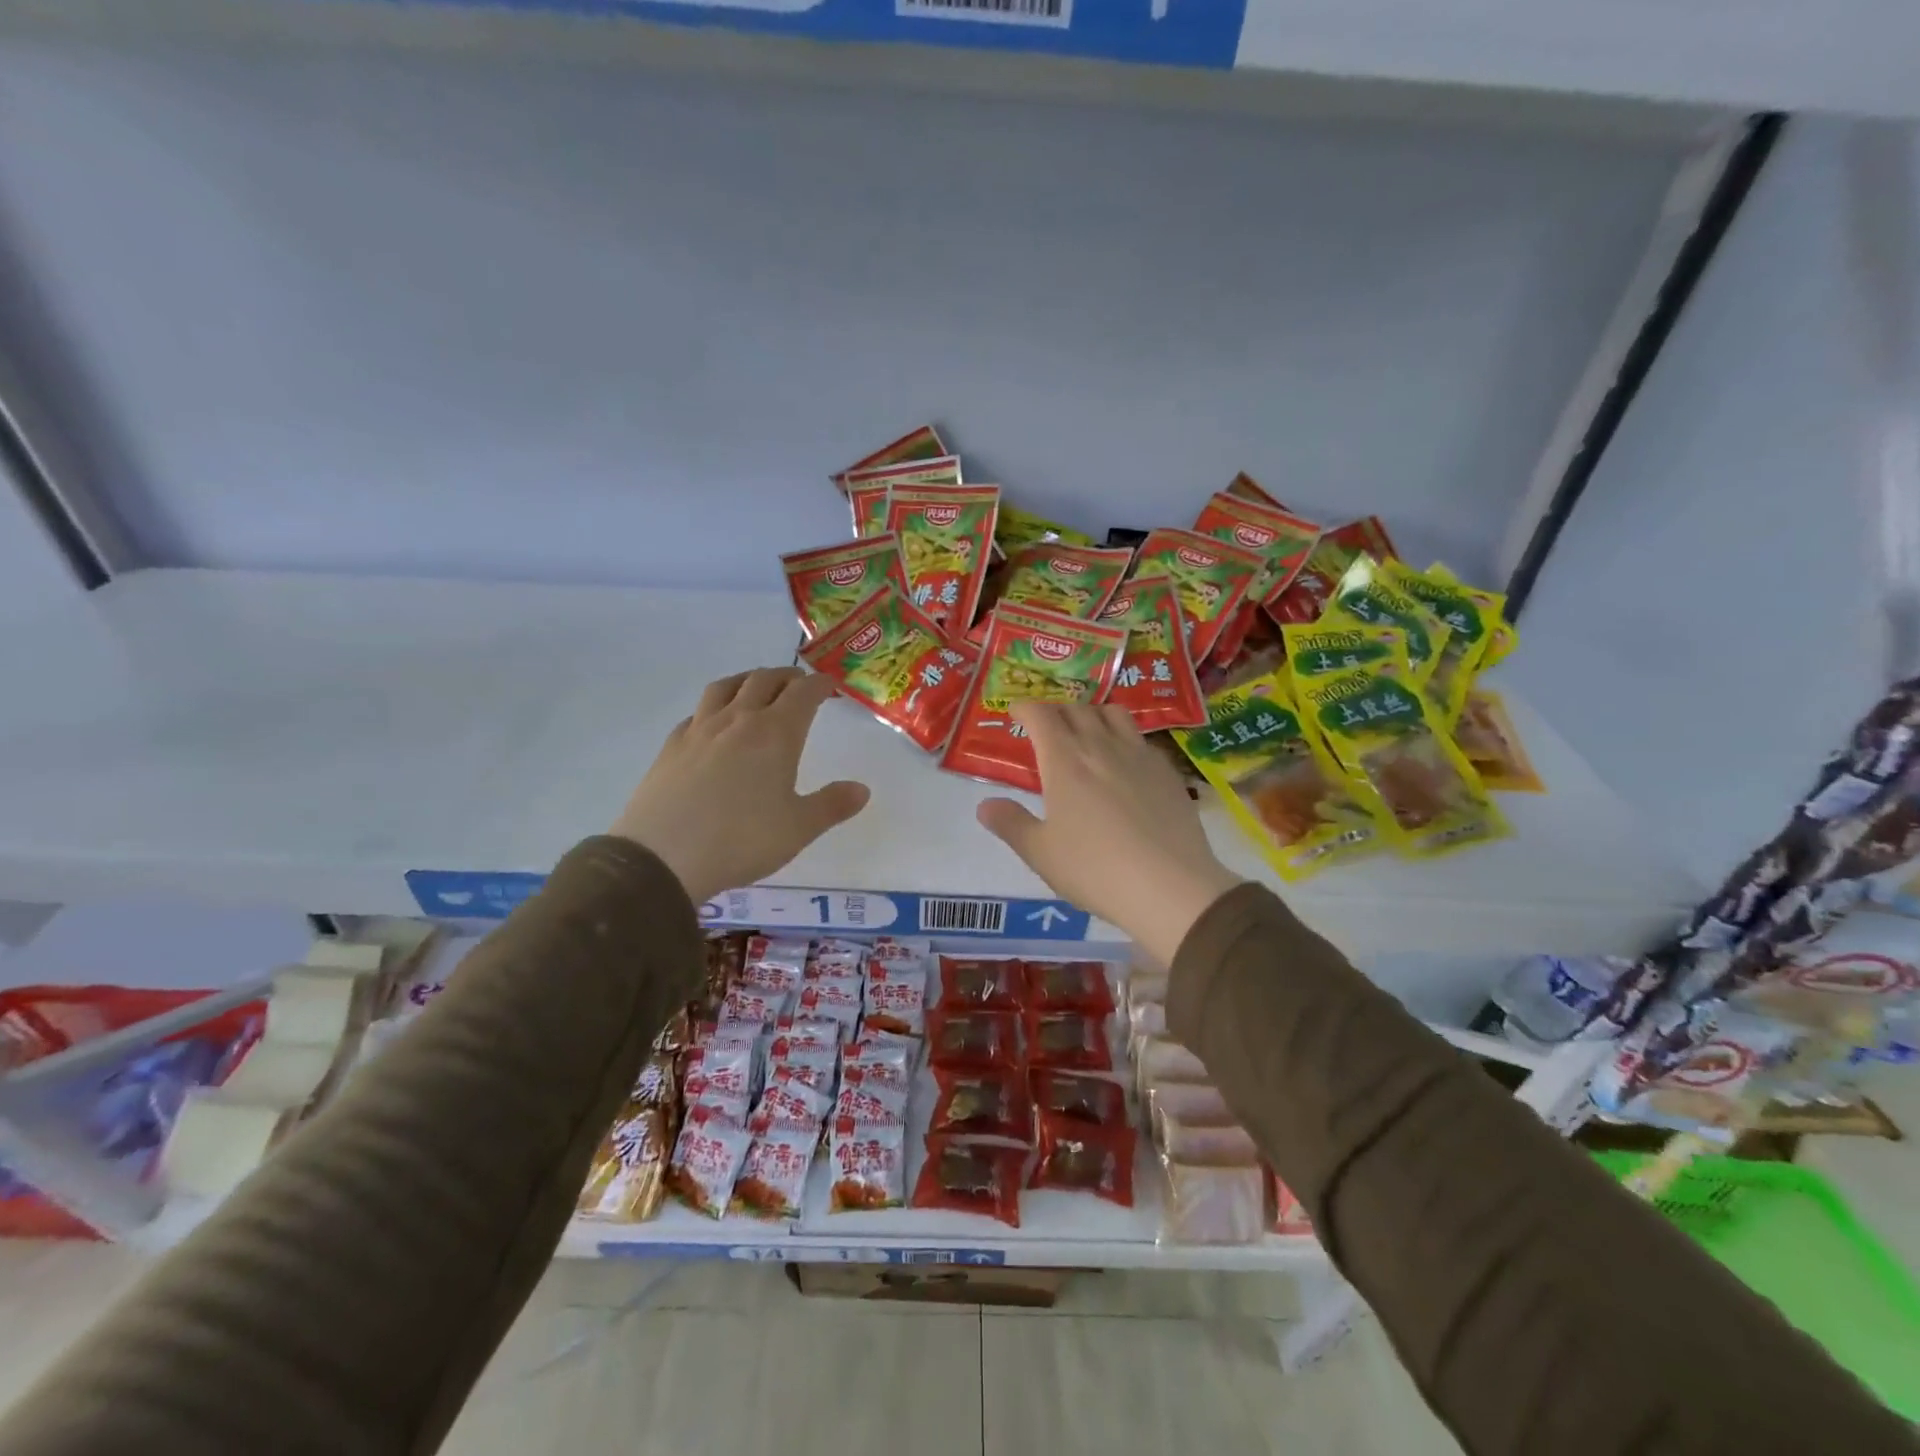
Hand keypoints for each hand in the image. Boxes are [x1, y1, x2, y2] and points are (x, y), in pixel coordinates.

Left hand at [612, 668, 869, 904]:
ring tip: (756, 687)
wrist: (663, 858)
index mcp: (775, 734)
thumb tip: (862, 789)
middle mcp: (738, 720)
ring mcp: (700, 730)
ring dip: (748, 680)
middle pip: (764, 680)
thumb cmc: (741, 840)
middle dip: (786, 677)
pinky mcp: (672, 746)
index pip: (803, 694)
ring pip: (726, 687)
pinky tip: (714, 724)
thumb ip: (832, 805)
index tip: (830, 685)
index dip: (819, 685)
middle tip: (799, 684)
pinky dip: (715, 706)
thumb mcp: (798, 828)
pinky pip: (698, 712)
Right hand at [976, 703, 1242, 967]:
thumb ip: (1010, 824)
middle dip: (1056, 709)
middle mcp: (1101, 746)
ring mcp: (1139, 755)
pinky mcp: (1167, 771)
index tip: (1016, 712)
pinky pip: (1141, 738)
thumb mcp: (1040, 853)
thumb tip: (984, 805)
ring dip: (1093, 713)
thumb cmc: (1094, 869)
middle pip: (1076, 708)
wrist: (1169, 886)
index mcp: (1064, 760)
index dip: (1025, 707)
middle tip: (1047, 725)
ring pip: (1114, 714)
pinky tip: (1124, 763)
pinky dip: (1124, 738)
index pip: (1041, 714)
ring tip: (1087, 731)